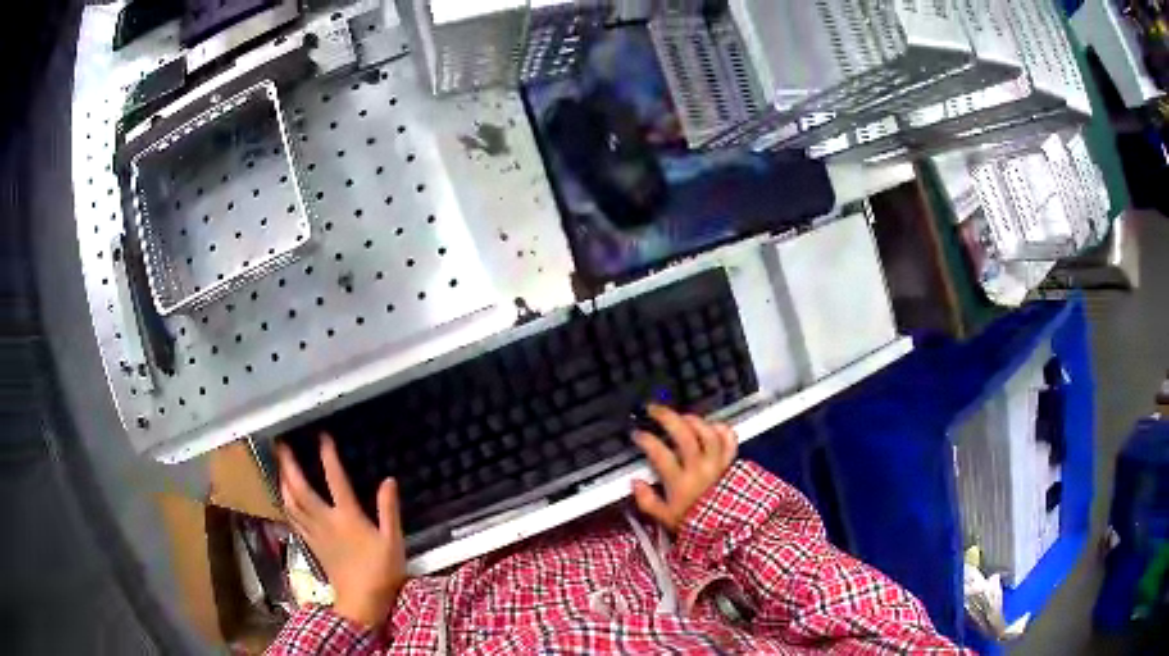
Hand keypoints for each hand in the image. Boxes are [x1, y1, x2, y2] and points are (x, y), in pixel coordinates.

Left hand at [277, 434, 405, 628]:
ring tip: (279, 467)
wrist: (362, 602)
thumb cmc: (381, 571)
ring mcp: (315, 533)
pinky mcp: (311, 545)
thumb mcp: (393, 540)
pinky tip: (285, 499)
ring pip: (292, 503)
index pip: (335, 480)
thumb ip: (389, 510)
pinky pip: (293, 519)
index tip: (322, 437)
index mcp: (347, 517)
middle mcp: (326, 521)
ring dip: (283, 482)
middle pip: (301, 489)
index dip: (328, 457)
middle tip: (281, 446)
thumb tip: (388, 481)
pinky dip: (286, 504)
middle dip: (289, 466)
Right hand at [631, 405, 737, 532]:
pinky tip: (712, 425)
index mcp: (680, 482)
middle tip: (654, 410)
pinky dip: (722, 429)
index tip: (638, 434)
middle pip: (684, 435)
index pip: (660, 453)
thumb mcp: (665, 518)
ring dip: (693, 420)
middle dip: (667, 417)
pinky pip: (729, 440)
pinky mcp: (731, 463)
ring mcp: (717, 463)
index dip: (646, 439)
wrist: (727, 531)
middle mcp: (699, 469)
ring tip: (681, 416)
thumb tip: (635, 483)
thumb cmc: (694, 524)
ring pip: (707, 433)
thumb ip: (647, 501)